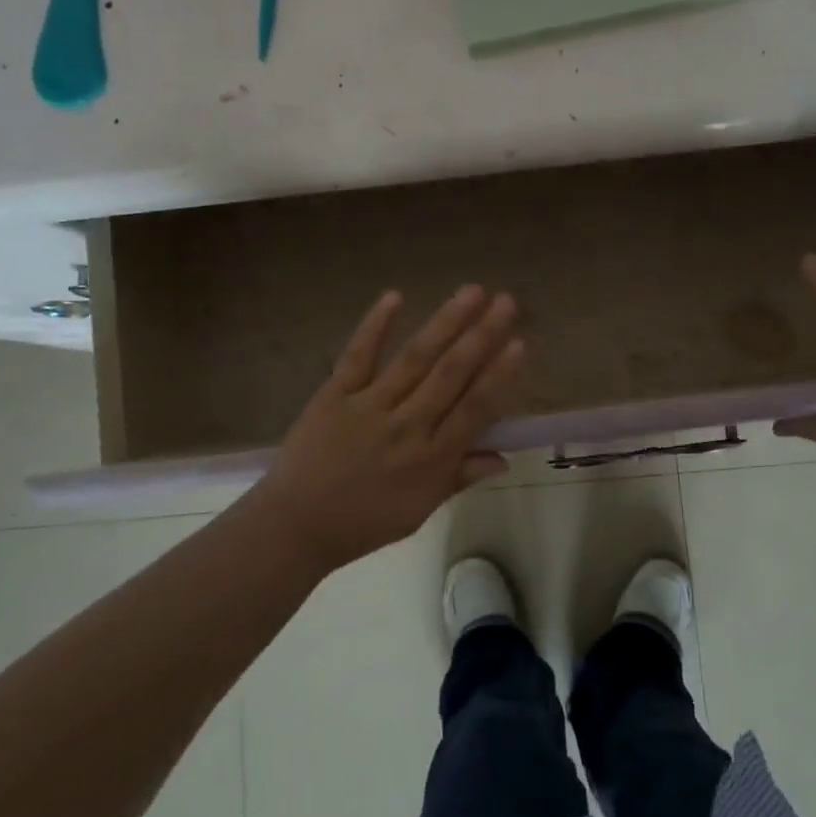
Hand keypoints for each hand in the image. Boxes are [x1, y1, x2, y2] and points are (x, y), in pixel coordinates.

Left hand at [252, 285, 525, 573]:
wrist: (295, 525)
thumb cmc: (364, 522)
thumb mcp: (420, 510)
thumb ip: (461, 477)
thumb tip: (504, 457)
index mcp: (431, 458)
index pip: (474, 409)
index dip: (498, 375)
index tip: (520, 342)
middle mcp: (406, 426)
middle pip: (450, 374)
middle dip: (481, 336)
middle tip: (506, 301)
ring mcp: (369, 406)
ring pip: (414, 358)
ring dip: (445, 322)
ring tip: (471, 291)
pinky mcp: (335, 394)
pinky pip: (358, 355)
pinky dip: (375, 326)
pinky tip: (395, 296)